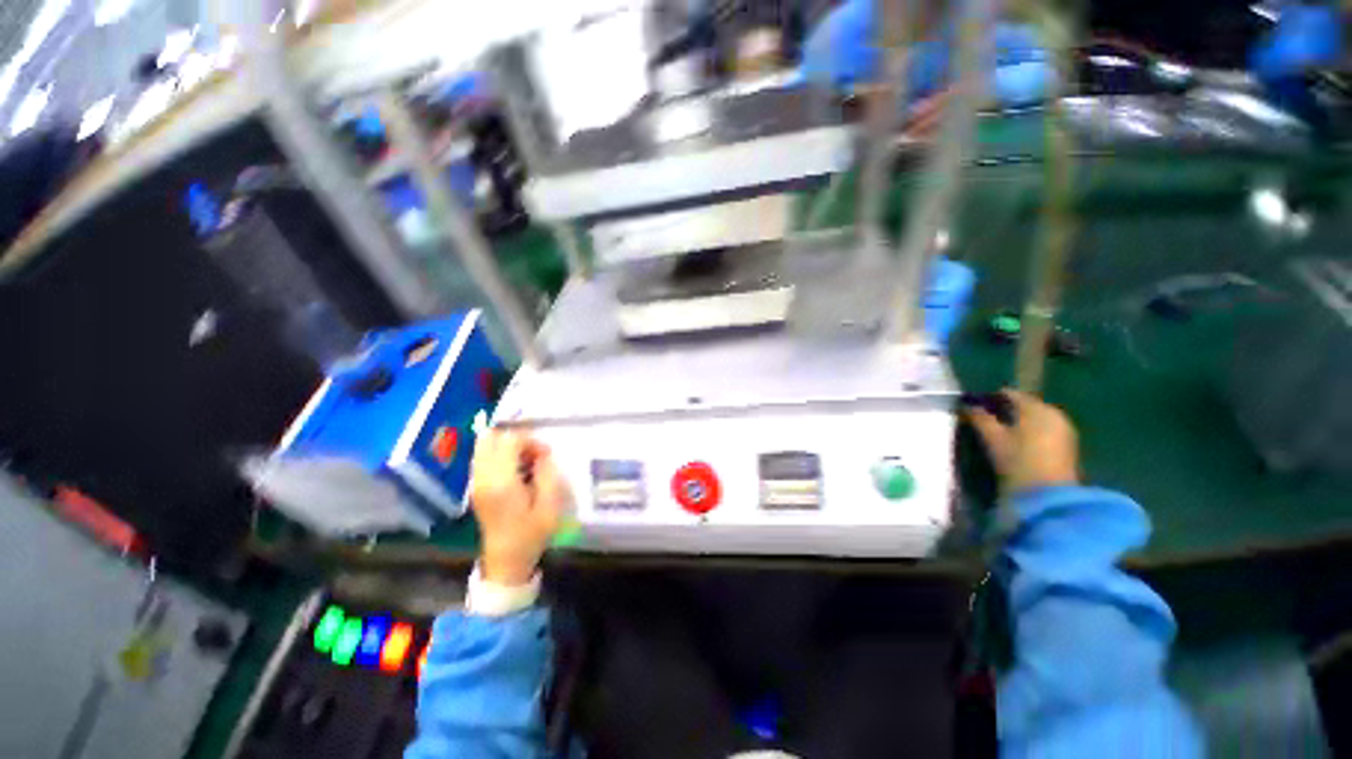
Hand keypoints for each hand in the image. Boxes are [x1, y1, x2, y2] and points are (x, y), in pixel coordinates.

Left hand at [469, 430, 570, 585]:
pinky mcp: (475, 487)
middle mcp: (483, 478)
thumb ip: (548, 474)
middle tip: (533, 453)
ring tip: (526, 460)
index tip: (546, 454)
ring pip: (484, 446)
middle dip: (515, 438)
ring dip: (506, 446)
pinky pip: (483, 458)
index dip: (531, 441)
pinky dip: (499, 454)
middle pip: (490, 438)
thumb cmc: (531, 534)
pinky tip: (516, 468)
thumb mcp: (550, 505)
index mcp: (502, 482)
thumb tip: (543, 454)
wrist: (506, 561)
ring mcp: (476, 482)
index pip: (510, 441)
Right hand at [966, 389, 1079, 493]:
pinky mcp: (1067, 446)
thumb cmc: (1018, 462)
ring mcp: (1064, 430)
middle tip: (984, 421)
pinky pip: (1044, 430)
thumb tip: (968, 405)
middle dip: (1005, 411)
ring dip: (1017, 422)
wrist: (1049, 496)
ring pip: (1035, 419)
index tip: (974, 407)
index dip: (990, 398)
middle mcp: (1054, 413)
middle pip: (1024, 405)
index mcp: (1036, 408)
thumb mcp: (993, 439)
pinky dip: (1029, 433)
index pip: (1010, 394)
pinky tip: (1016, 444)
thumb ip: (980, 419)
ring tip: (998, 433)